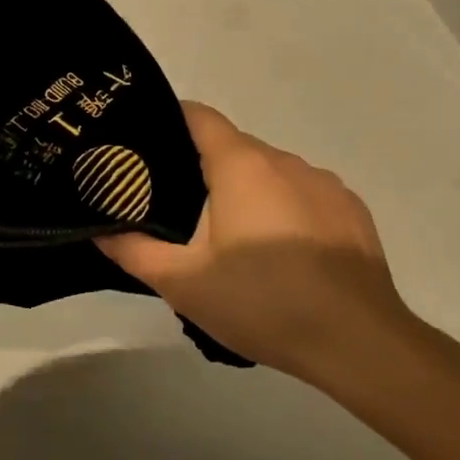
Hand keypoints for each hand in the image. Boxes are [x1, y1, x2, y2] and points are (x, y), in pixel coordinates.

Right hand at [96, 103, 411, 383]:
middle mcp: (285, 160)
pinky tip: (282, 256)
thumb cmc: (263, 302)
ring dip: (247, 192)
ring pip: (270, 173)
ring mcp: (325, 183)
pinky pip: (304, 195)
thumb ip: (133, 251)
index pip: (199, 116)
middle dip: (203, 169)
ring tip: (231, 239)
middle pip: (233, 147)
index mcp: (242, 165)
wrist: (359, 342)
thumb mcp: (184, 283)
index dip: (169, 121)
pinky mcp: (352, 211)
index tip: (146, 145)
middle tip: (178, 209)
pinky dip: (285, 210)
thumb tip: (99, 230)